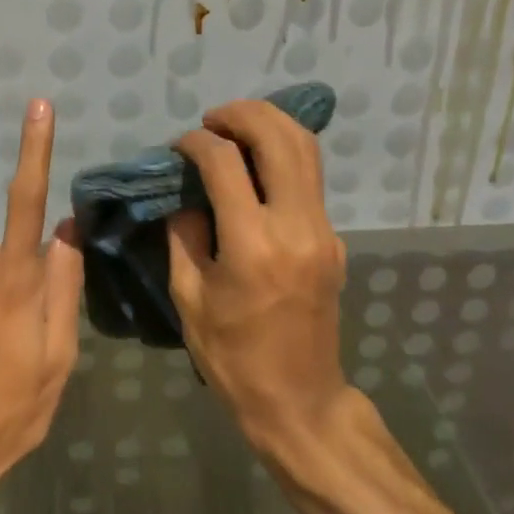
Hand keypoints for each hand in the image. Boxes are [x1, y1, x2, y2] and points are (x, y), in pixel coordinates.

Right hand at [167, 99, 350, 453]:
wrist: (299, 399)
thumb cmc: (233, 356)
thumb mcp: (188, 298)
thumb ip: (184, 235)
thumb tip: (186, 193)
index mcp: (252, 244)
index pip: (224, 162)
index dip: (196, 143)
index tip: (178, 146)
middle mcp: (296, 225)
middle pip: (278, 137)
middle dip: (241, 114)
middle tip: (211, 119)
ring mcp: (323, 230)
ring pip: (306, 149)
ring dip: (270, 124)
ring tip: (236, 127)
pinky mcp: (334, 238)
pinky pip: (311, 178)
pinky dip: (284, 154)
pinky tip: (258, 163)